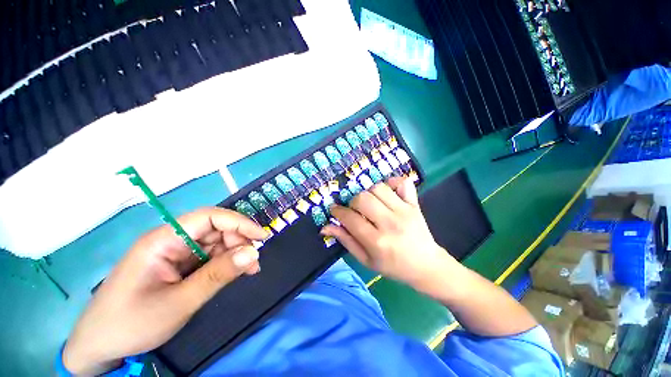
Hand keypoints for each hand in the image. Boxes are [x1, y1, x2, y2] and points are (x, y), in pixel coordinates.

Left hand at [63, 207, 267, 375]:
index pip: (209, 217)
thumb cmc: (132, 323)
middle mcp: (171, 239)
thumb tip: (253, 253)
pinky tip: (236, 272)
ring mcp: (175, 252)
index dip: (239, 222)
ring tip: (250, 270)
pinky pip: (209, 256)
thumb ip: (218, 275)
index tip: (262, 236)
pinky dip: (226, 262)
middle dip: (239, 240)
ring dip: (235, 252)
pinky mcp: (178, 264)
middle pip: (215, 228)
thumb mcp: (179, 303)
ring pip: (215, 242)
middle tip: (254, 261)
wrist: (100, 345)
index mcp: (164, 239)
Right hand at [321, 177, 454, 288]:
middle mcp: (390, 223)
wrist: (426, 266)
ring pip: (378, 188)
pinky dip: (392, 182)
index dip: (338, 212)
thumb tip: (325, 227)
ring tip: (369, 203)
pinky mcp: (414, 204)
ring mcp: (405, 211)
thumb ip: (346, 241)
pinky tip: (387, 191)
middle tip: (354, 210)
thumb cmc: (393, 267)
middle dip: (352, 202)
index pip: (350, 218)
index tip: (334, 210)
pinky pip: (402, 183)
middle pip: (362, 198)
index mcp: (377, 241)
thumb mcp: (366, 260)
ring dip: (368, 193)